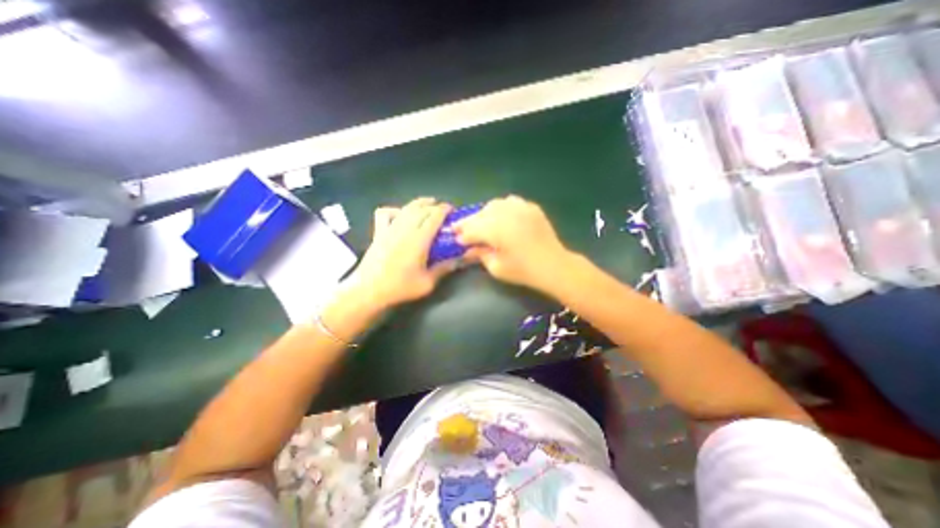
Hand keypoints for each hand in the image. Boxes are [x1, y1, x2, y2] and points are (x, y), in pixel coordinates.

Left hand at [349, 199, 458, 308]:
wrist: (369, 290)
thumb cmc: (400, 287)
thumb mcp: (427, 283)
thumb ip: (443, 269)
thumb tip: (459, 261)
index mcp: (419, 239)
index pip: (434, 216)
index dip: (444, 210)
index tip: (453, 210)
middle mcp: (405, 228)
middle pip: (422, 209)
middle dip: (434, 205)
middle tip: (443, 210)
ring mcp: (390, 228)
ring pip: (406, 208)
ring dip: (419, 203)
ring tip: (427, 204)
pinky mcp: (379, 232)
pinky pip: (385, 213)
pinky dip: (394, 209)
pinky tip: (400, 214)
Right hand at [456, 197, 571, 289]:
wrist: (554, 265)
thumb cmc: (523, 270)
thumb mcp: (496, 267)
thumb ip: (480, 254)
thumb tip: (468, 248)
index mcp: (496, 229)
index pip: (471, 229)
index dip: (462, 234)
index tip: (455, 239)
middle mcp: (506, 213)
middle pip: (480, 214)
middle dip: (470, 222)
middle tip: (463, 230)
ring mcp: (520, 207)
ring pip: (494, 205)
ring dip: (484, 214)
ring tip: (481, 223)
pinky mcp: (530, 207)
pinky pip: (510, 202)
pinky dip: (501, 208)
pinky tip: (501, 217)